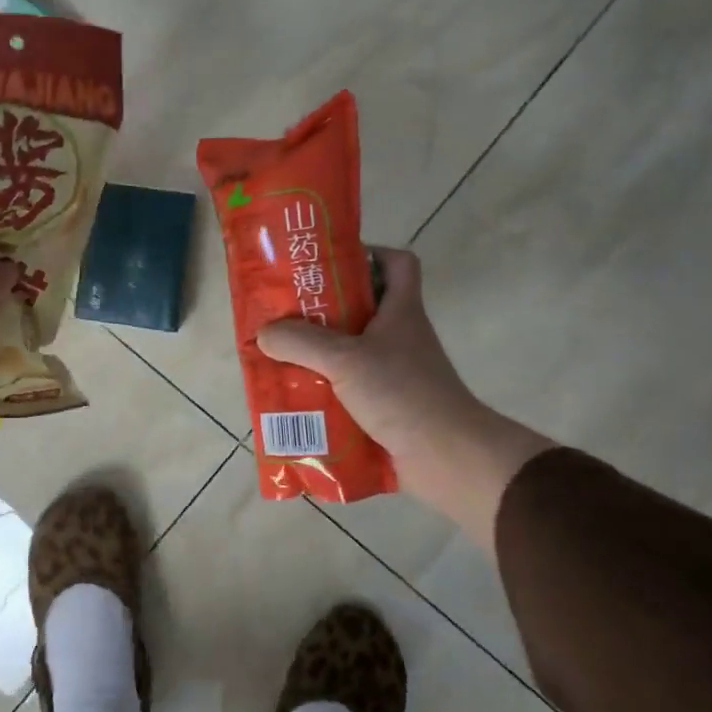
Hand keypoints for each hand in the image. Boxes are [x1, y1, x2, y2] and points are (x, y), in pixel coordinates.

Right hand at [256, 247, 551, 547]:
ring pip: (351, 351)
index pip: (397, 263)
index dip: (368, 253)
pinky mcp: (387, 406)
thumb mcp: (345, 359)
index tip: (329, 263)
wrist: (447, 458)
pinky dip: (324, 391)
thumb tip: (263, 334)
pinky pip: (348, 389)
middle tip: (285, 312)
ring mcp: (395, 373)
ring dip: (318, 354)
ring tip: (280, 355)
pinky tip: (296, 397)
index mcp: (400, 311)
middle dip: (323, 309)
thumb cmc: (403, 393)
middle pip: (362, 307)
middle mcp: (399, 337)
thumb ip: (301, 342)